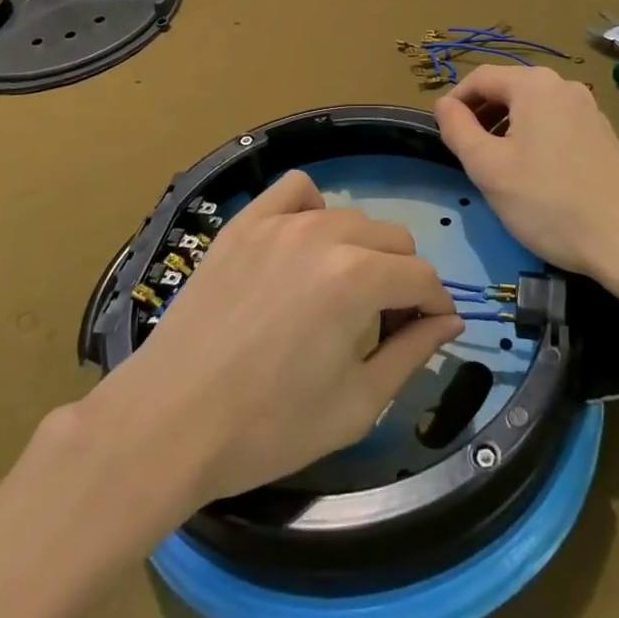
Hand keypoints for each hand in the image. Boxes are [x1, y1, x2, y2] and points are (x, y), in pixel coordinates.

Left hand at [96, 170, 463, 504]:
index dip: (435, 306)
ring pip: (349, 217)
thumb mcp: (356, 404)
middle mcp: (325, 235)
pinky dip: (313, 209)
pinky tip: (304, 245)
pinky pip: (295, 190)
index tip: (429, 330)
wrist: (169, 421)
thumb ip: (412, 355)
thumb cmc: (268, 426)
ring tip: (342, 291)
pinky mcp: (244, 223)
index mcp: (358, 278)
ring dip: (362, 249)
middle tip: (383, 321)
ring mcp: (280, 223)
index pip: (422, 277)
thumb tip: (449, 322)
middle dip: (402, 278)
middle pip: (393, 239)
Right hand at [435, 65, 618, 281]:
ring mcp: (588, 108)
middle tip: (466, 153)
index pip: (479, 78)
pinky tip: (534, 174)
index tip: (442, 133)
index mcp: (533, 84)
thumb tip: (444, 105)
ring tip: (497, 166)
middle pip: (508, 89)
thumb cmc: (549, 202)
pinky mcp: (603, 133)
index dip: (455, 102)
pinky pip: (556, 122)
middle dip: (481, 115)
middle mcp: (563, 85)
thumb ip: (457, 129)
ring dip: (507, 128)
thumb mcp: (488, 168)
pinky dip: (534, 137)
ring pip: (532, 107)